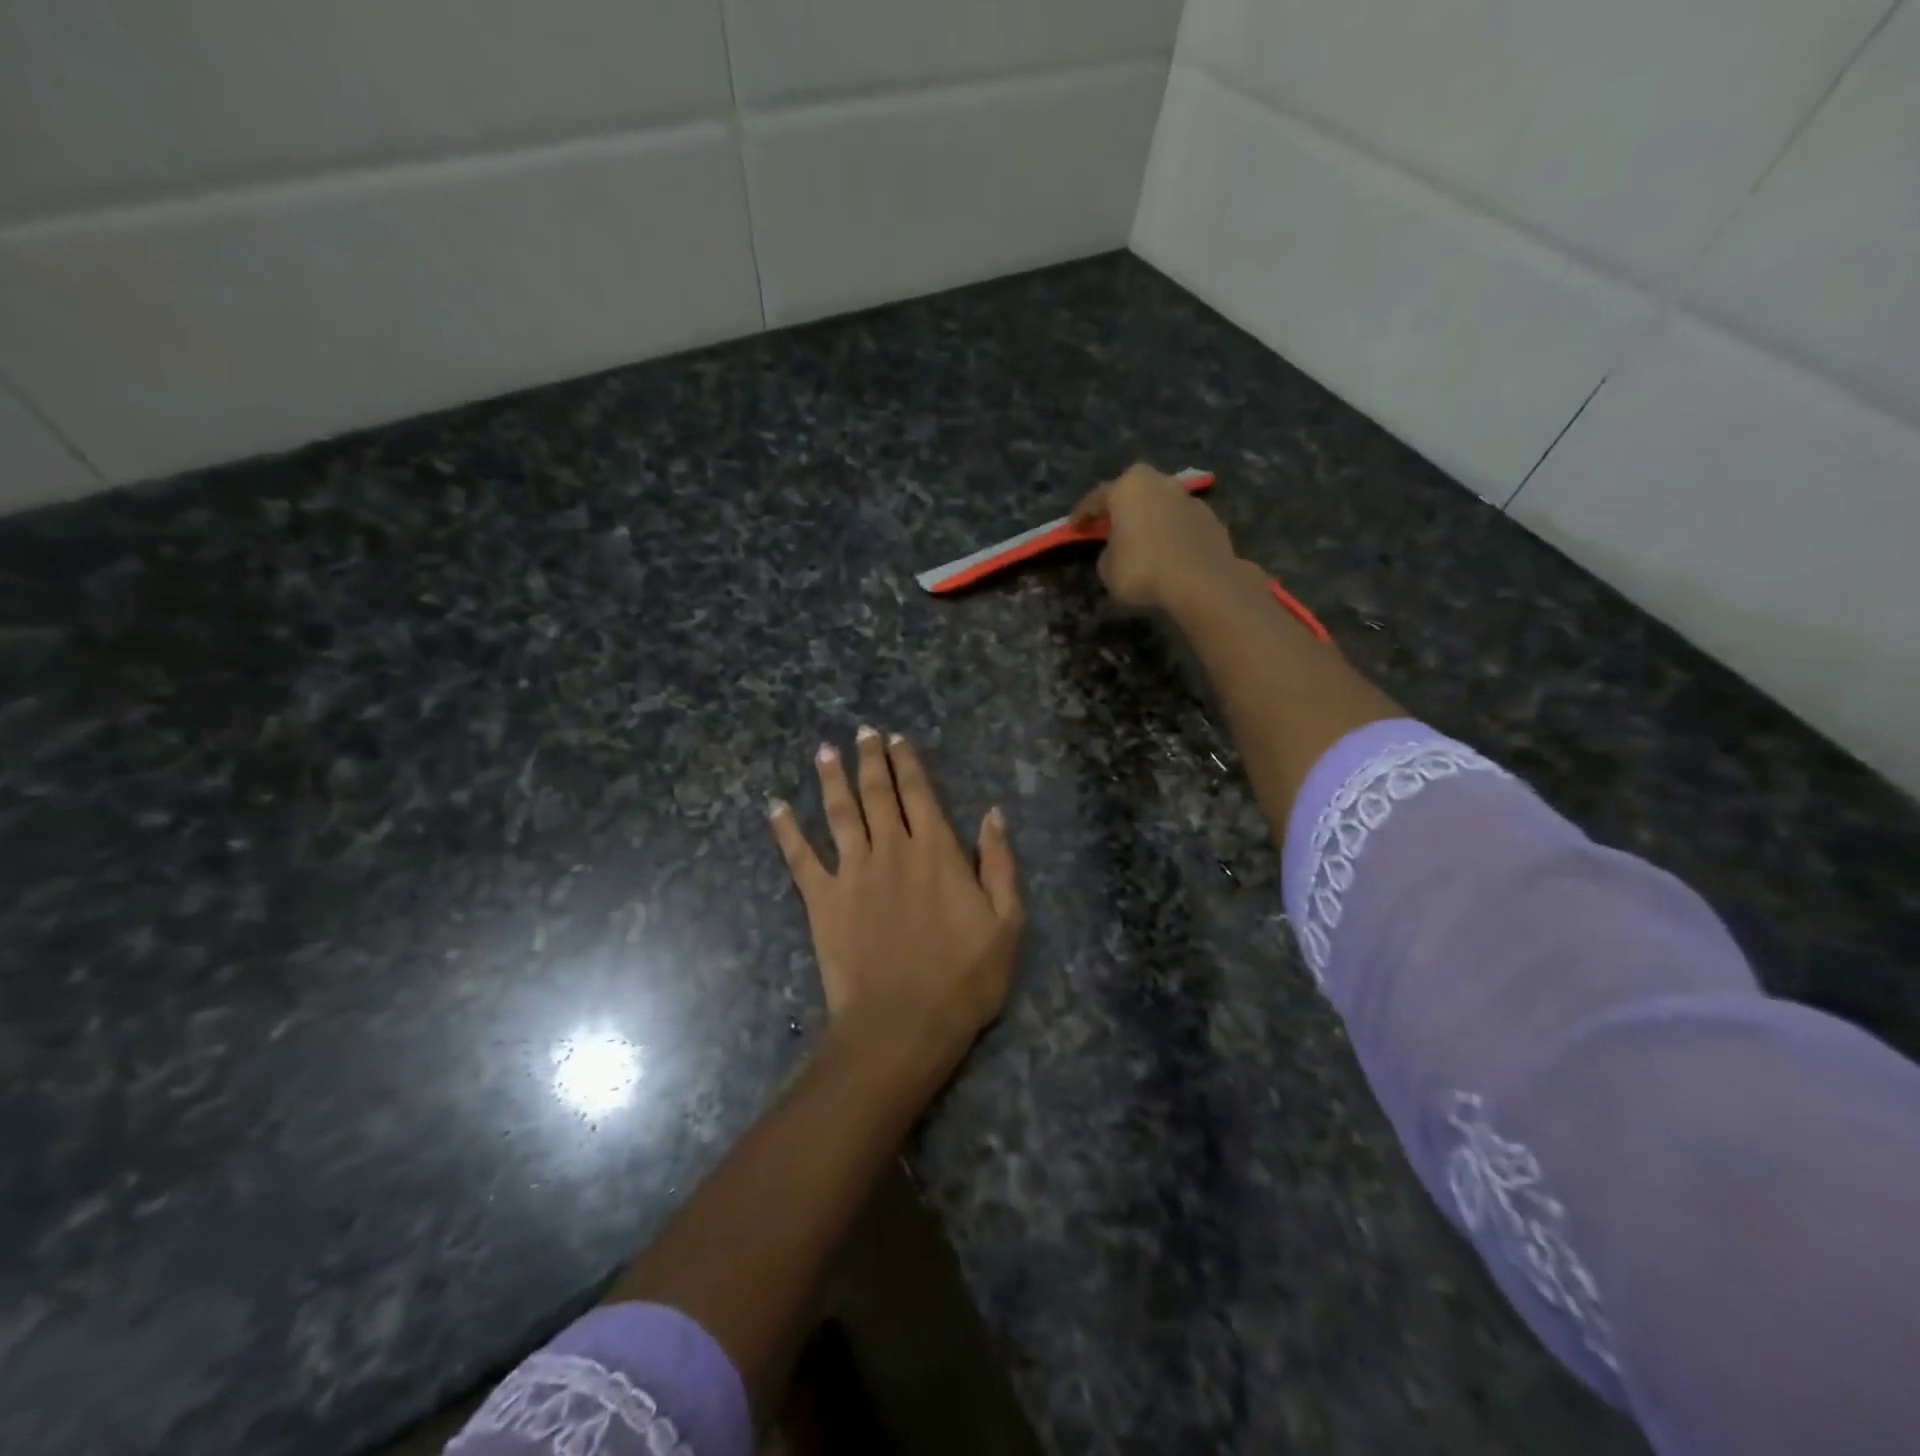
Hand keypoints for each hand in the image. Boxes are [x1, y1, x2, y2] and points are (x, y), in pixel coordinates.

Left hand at [769, 728, 1022, 1060]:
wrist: (903, 1024)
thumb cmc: (964, 978)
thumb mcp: (1006, 922)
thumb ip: (1000, 864)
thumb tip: (994, 815)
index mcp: (937, 851)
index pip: (919, 793)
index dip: (908, 762)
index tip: (897, 738)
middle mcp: (892, 849)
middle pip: (877, 792)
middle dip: (870, 759)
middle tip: (861, 732)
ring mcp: (852, 872)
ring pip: (839, 812)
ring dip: (831, 779)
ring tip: (823, 751)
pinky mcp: (822, 899)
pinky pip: (799, 857)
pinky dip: (786, 830)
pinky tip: (775, 806)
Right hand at [1070, 462, 1240, 612]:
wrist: (1202, 583)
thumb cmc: (1143, 570)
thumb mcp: (1107, 568)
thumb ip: (1108, 552)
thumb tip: (1119, 549)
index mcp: (1128, 488)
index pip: (1096, 498)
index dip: (1082, 515)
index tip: (1073, 527)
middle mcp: (1160, 483)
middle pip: (1134, 491)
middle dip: (1121, 506)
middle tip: (1111, 524)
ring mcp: (1189, 498)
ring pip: (1161, 504)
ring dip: (1150, 518)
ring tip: (1143, 539)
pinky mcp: (1211, 518)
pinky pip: (1181, 522)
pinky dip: (1172, 532)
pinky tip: (1168, 552)